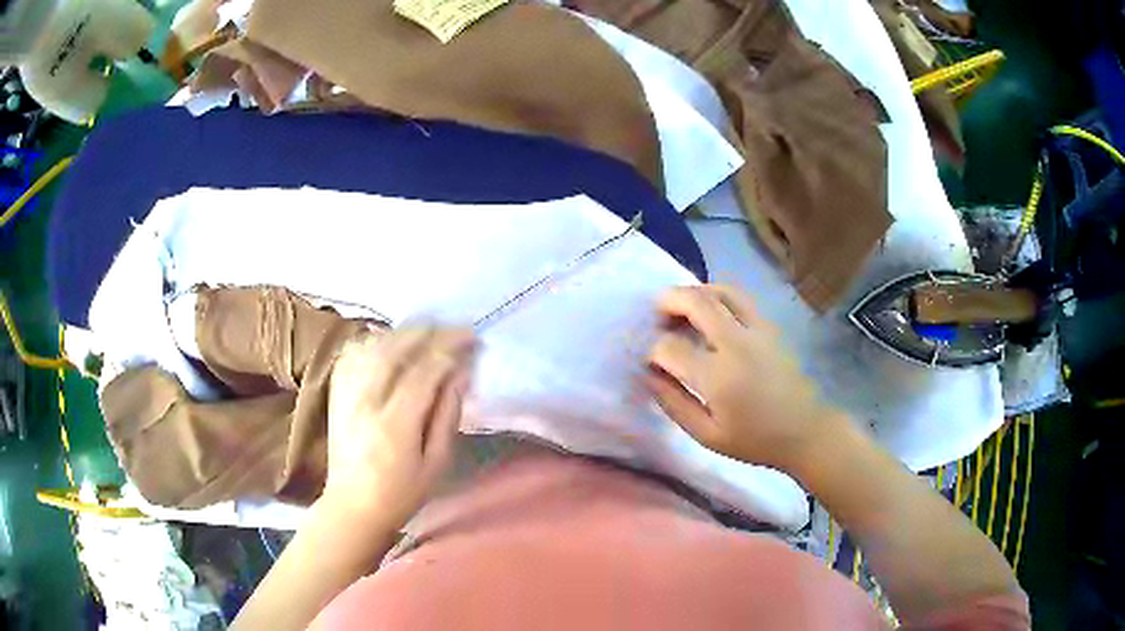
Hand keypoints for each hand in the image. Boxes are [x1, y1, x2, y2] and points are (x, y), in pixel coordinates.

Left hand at [323, 327, 476, 527]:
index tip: (472, 340)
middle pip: (395, 349)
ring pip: (373, 345)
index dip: (450, 349)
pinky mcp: (336, 393)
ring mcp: (346, 394)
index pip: (423, 371)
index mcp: (394, 424)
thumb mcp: (437, 463)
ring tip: (429, 332)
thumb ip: (448, 415)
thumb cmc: (401, 493)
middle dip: (429, 332)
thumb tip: (460, 374)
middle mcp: (366, 401)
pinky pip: (354, 353)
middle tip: (455, 329)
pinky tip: (392, 340)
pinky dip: (375, 339)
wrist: (353, 506)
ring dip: (404, 332)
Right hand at [644, 285, 837, 472]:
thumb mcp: (707, 436)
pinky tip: (709, 316)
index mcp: (718, 376)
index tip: (652, 364)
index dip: (653, 352)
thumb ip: (674, 403)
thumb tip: (649, 376)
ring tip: (682, 310)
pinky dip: (716, 297)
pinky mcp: (770, 326)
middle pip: (696, 301)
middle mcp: (737, 343)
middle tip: (656, 316)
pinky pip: (738, 298)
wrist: (804, 431)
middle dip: (667, 302)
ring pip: (719, 290)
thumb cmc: (754, 440)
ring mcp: (757, 329)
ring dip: (694, 293)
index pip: (670, 347)